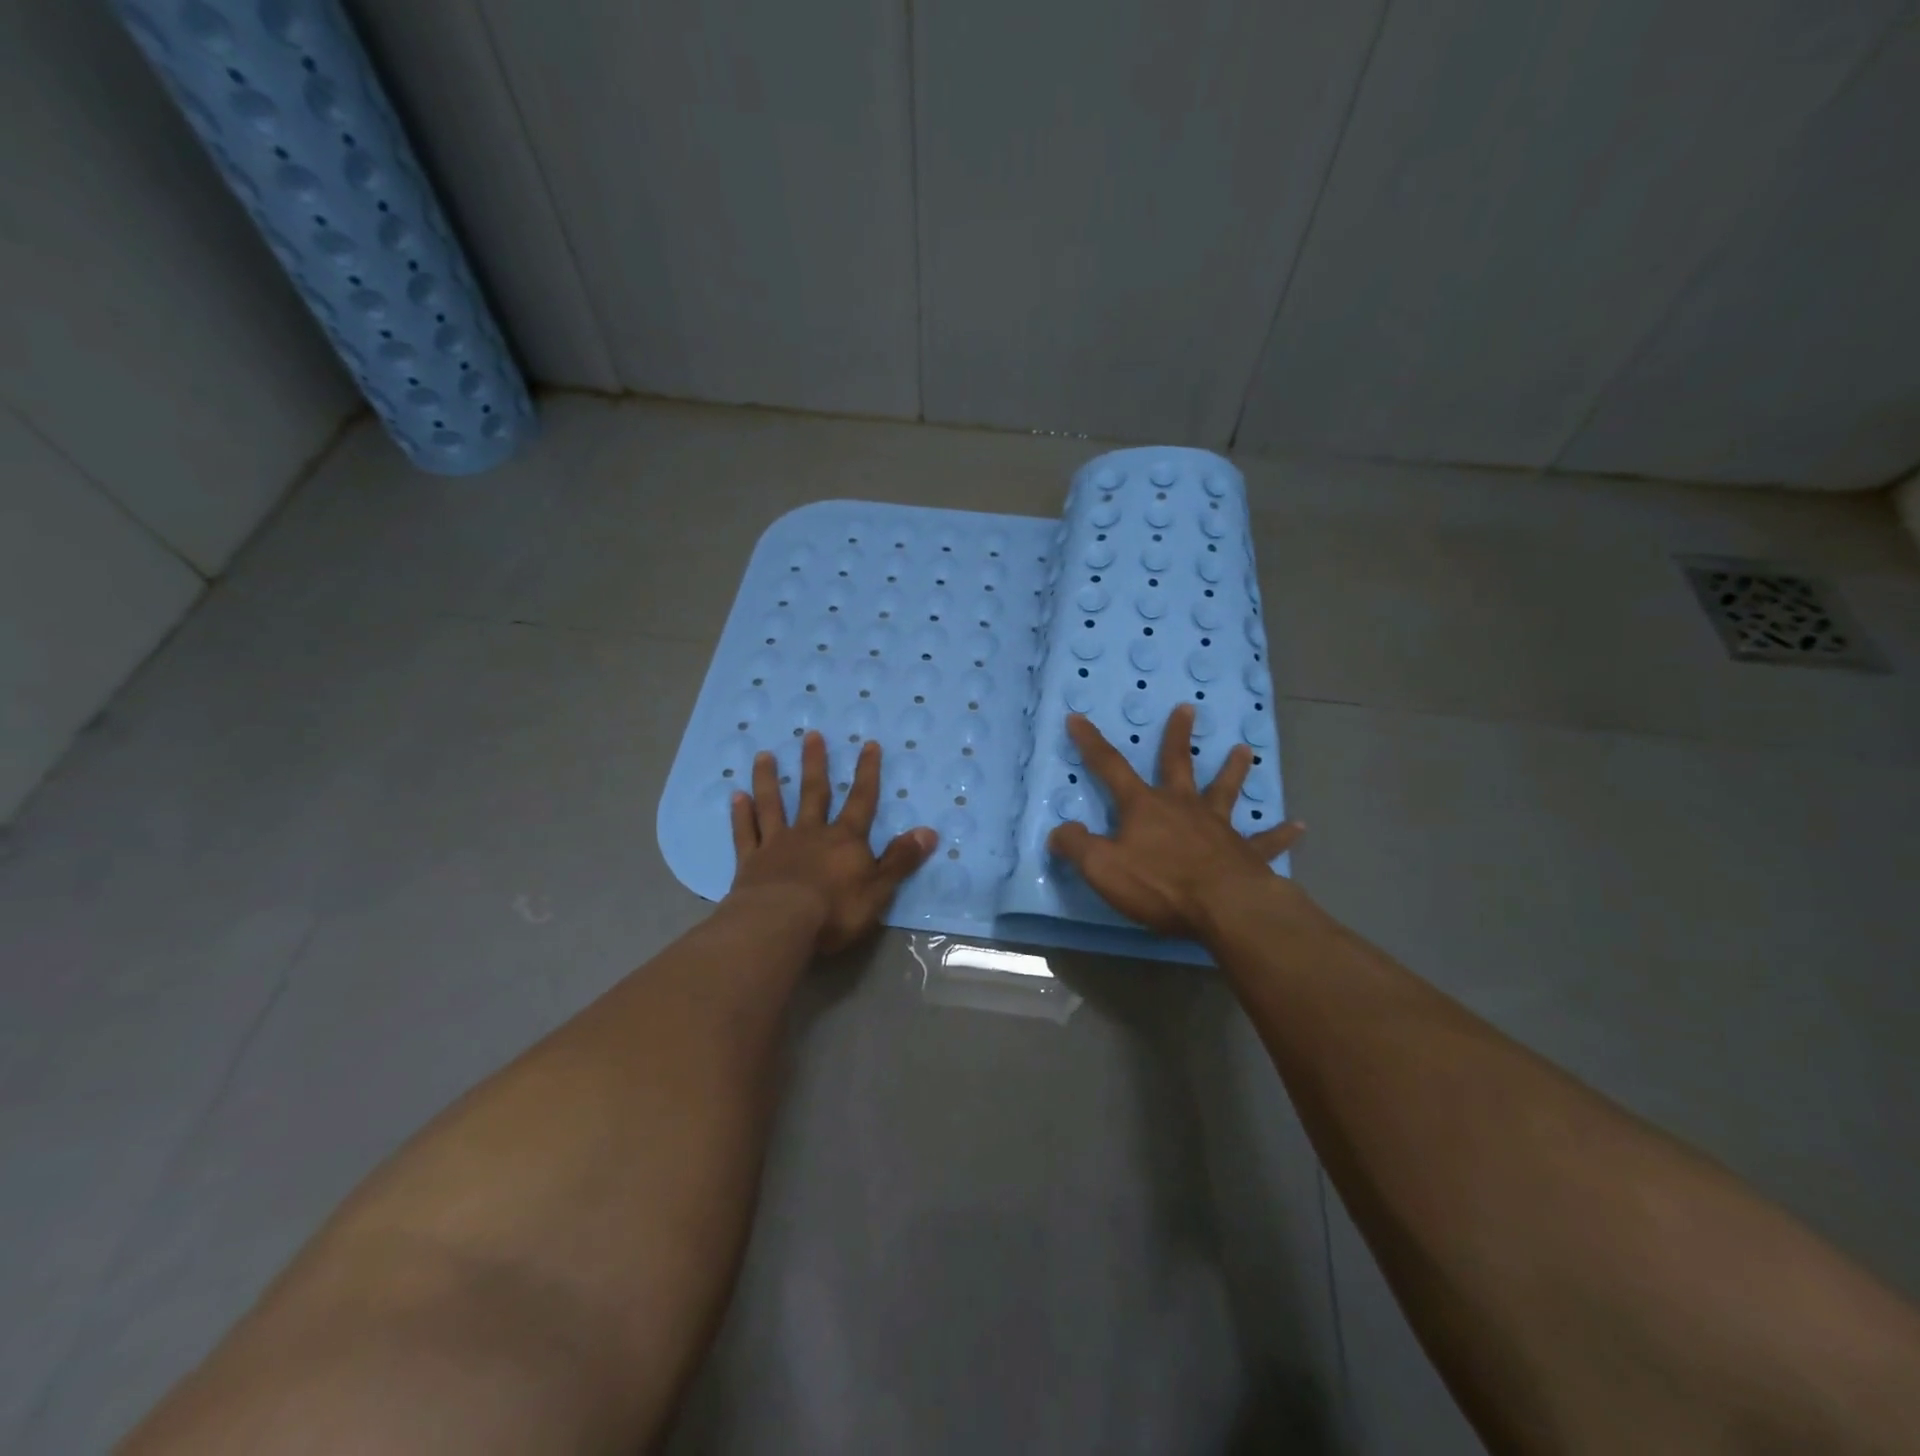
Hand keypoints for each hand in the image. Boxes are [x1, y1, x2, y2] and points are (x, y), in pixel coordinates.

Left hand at [727, 731, 936, 953]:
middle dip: (814, 764)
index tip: (868, 744)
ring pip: (773, 805)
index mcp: (844, 840)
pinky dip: (740, 815)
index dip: (867, 773)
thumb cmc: (835, 910)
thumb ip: (900, 860)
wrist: (779, 924)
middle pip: (813, 793)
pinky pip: (745, 833)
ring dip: (769, 780)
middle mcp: (810, 834)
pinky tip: (735, 796)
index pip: (861, 800)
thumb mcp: (879, 889)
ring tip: (764, 755)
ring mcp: (776, 845)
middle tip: (810, 735)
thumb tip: (929, 832)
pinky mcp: (750, 863)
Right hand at [1047, 707, 1306, 939]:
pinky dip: (1281, 834)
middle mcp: (1183, 807)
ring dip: (1233, 770)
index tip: (1078, 718)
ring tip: (1245, 750)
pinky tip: (1299, 826)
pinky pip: (1265, 841)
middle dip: (1177, 737)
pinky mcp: (1246, 854)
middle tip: (1188, 708)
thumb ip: (1076, 847)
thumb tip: (1059, 832)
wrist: (1224, 908)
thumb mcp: (1102, 868)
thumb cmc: (1160, 884)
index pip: (1110, 767)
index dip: (1091, 743)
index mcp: (1145, 807)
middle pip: (1178, 764)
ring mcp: (1218, 828)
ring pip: (1226, 791)